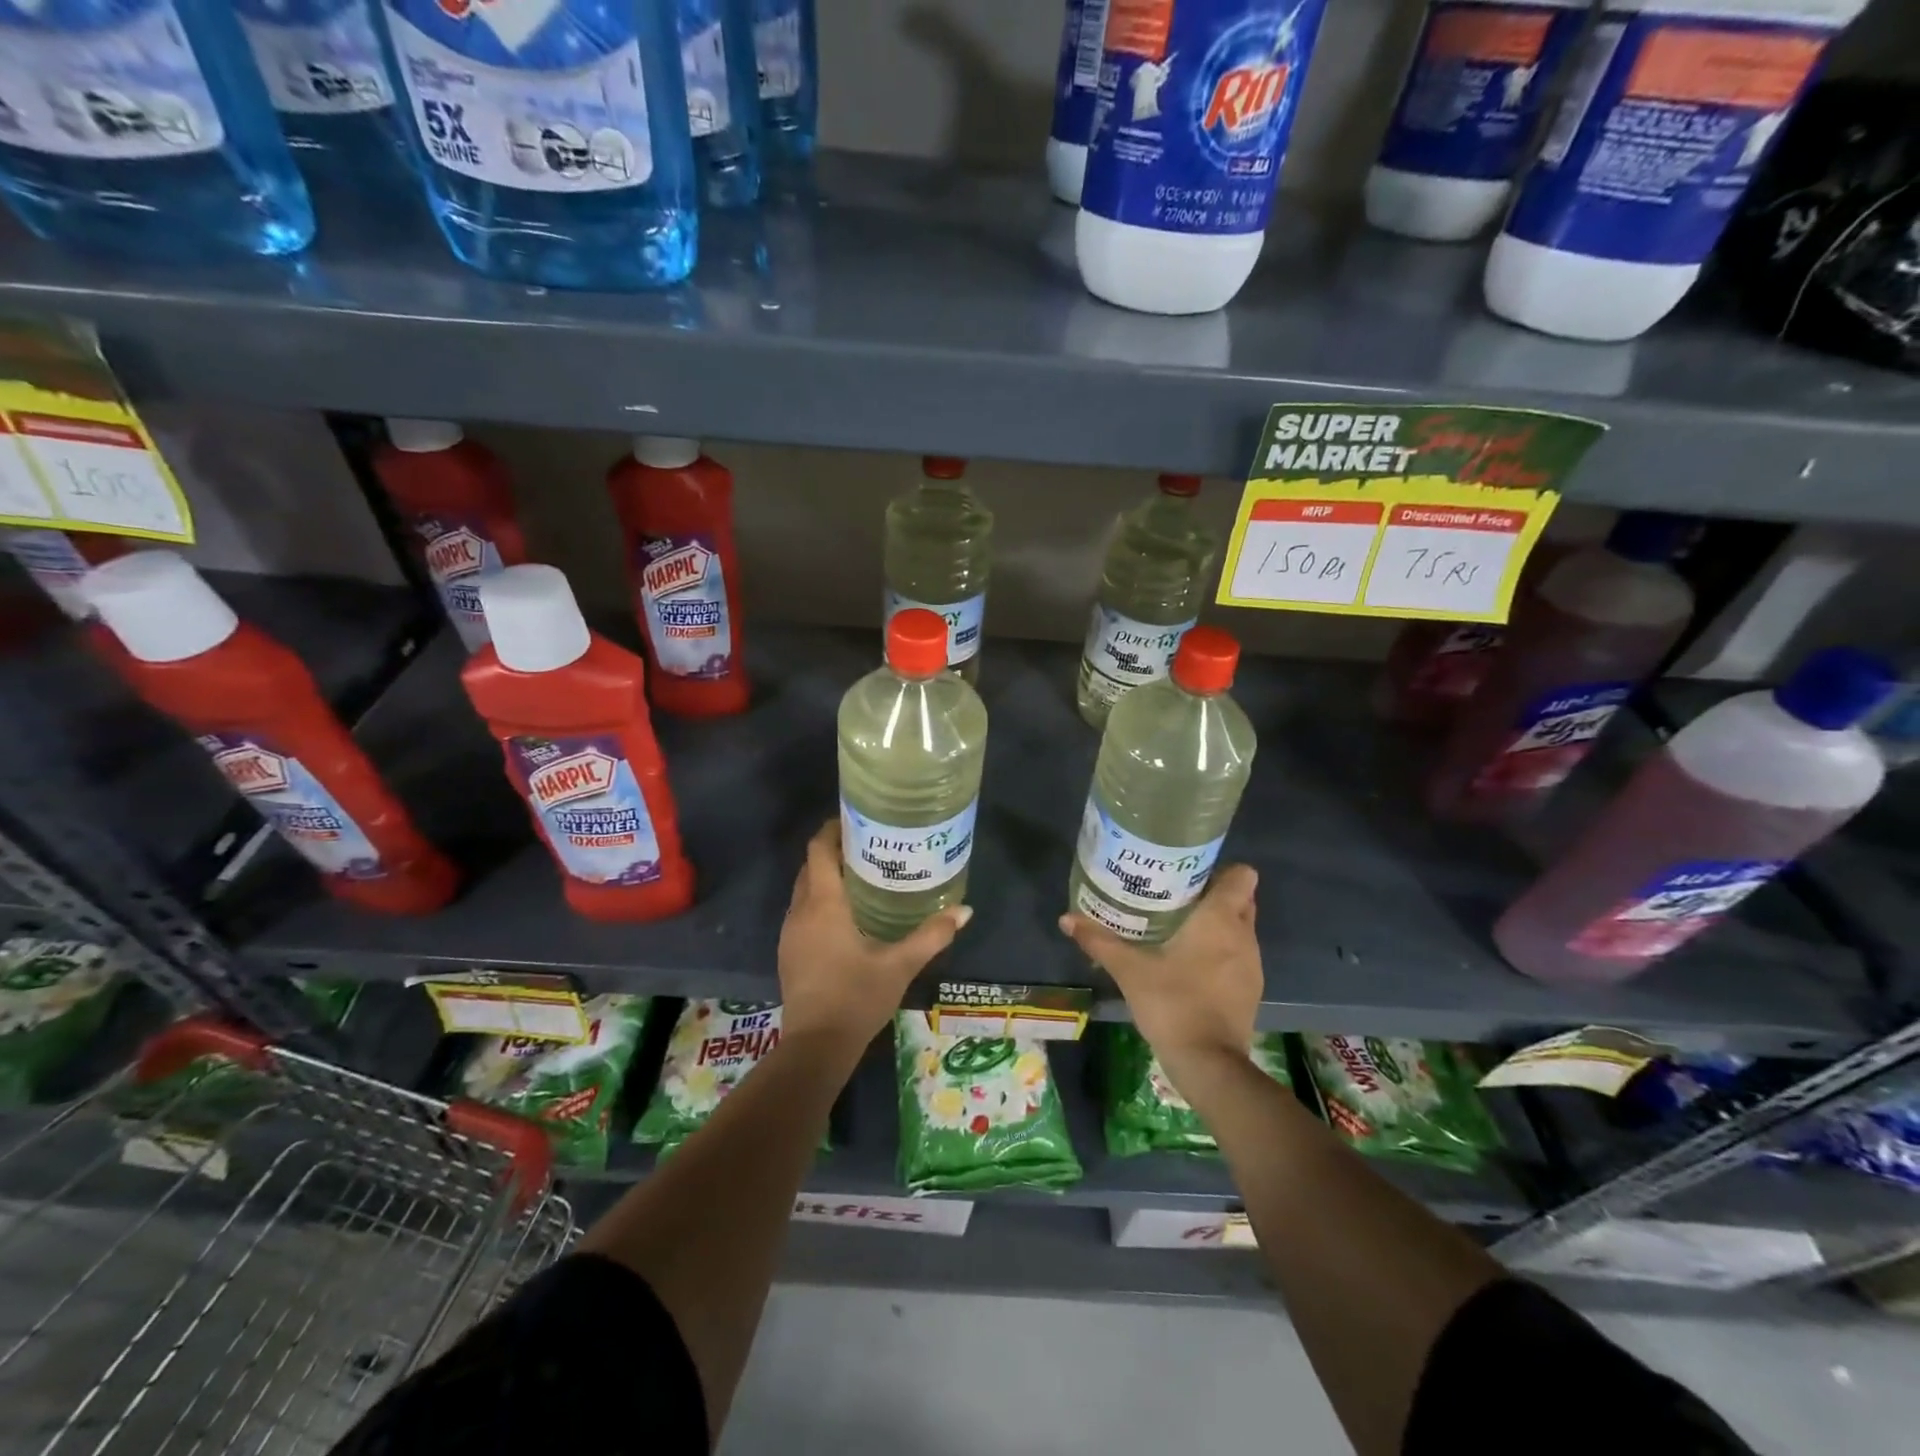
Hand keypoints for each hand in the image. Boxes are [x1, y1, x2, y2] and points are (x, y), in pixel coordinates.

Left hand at [778, 819, 971, 1052]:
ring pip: (804, 890)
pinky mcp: (789, 952)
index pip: (819, 849)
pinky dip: (820, 901)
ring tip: (863, 875)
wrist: (816, 1046)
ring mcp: (790, 933)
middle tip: (870, 846)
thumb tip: (965, 910)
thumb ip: (932, 934)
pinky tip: (847, 915)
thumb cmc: (857, 997)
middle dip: (834, 851)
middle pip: (811, 866)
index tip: (857, 820)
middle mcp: (800, 911)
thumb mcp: (900, 965)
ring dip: (826, 877)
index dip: (833, 830)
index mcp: (823, 904)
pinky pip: (802, 911)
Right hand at [1059, 865, 1261, 1078]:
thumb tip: (1066, 918)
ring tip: (1179, 928)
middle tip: (1176, 897)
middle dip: (1215, 894)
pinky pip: (1239, 955)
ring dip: (1218, 925)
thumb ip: (1099, 941)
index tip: (1191, 874)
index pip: (1243, 876)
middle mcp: (1243, 936)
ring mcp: (1252, 965)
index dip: (1221, 870)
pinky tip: (1191, 964)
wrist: (1209, 1064)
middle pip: (1241, 899)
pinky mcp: (1251, 990)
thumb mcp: (1129, 970)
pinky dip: (1221, 952)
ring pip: (1240, 928)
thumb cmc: (1173, 1003)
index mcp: (1220, 919)